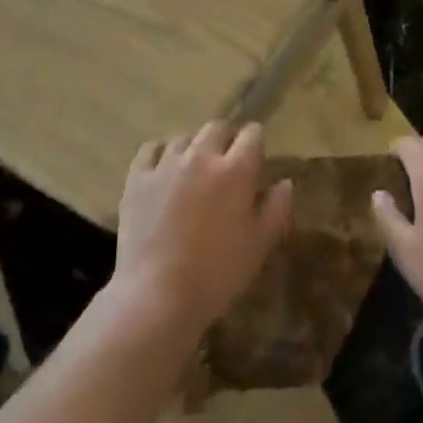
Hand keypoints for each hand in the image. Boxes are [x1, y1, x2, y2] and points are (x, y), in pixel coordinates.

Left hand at [113, 121, 293, 341]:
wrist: (157, 295)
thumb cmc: (217, 272)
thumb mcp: (259, 245)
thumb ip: (277, 208)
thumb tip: (284, 182)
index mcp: (236, 169)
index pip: (252, 134)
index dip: (256, 144)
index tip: (255, 162)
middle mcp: (201, 156)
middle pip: (217, 128)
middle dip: (226, 140)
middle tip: (226, 167)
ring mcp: (166, 164)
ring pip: (184, 138)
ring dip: (194, 149)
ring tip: (193, 173)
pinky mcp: (137, 178)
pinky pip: (151, 150)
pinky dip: (161, 155)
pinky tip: (163, 173)